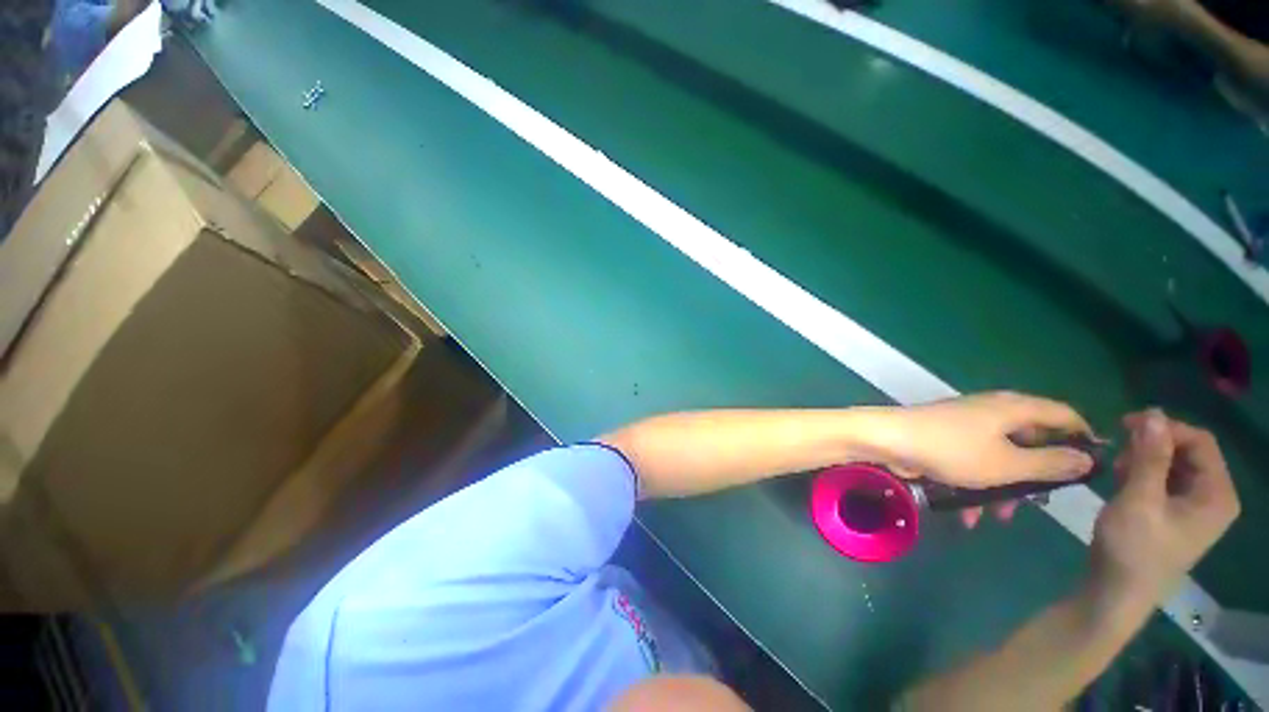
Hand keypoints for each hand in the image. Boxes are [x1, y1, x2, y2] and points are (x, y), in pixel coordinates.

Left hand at [871, 392, 1096, 526]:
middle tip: (1036, 504)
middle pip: (1031, 441)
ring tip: (997, 516)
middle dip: (1035, 477)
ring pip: (1001, 458)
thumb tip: (1087, 459)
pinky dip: (975, 486)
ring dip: (1002, 489)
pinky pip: (973, 462)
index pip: (1064, 415)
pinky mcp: (946, 439)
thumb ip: (1051, 463)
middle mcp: (993, 411)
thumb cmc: (952, 451)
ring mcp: (967, 425)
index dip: (1083, 439)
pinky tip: (967, 515)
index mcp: (1014, 408)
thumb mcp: (1009, 464)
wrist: (887, 440)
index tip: (1091, 471)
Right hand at [1091, 410, 1239, 608]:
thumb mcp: (1139, 499)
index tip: (1125, 425)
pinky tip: (1123, 482)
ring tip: (1117, 469)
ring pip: (1176, 465)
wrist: (1117, 593)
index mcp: (1217, 495)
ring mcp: (1196, 509)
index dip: (1166, 428)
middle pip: (1190, 452)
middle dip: (1153, 445)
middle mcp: (1214, 498)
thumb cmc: (1133, 548)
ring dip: (1146, 459)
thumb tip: (1153, 413)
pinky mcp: (1177, 516)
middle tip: (1118, 451)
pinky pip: (1167, 481)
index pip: (1201, 441)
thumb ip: (1149, 456)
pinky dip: (1145, 474)